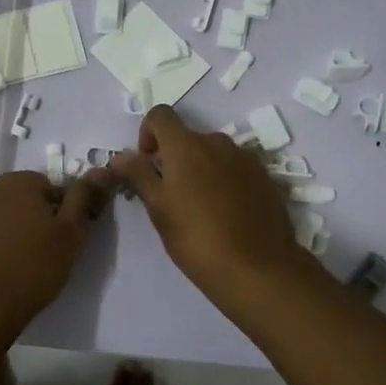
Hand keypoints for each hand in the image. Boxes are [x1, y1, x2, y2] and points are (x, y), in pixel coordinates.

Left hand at [0, 169, 109, 337]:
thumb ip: (84, 197)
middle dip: (33, 219)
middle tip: (45, 252)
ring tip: (20, 265)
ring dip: (10, 232)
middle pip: (20, 200)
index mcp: (18, 181)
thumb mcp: (71, 232)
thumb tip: (100, 170)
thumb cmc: (33, 265)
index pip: (49, 188)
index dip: (61, 212)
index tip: (64, 238)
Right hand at [109, 106, 313, 306]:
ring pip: (213, 153)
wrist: (258, 269)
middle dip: (175, 157)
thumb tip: (120, 156)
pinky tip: (227, 214)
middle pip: (188, 136)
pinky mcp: (265, 177)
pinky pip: (236, 168)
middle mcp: (218, 142)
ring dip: (201, 169)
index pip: (160, 115)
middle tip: (171, 195)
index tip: (148, 164)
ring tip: (201, 208)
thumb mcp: (159, 209)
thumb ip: (138, 175)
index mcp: (187, 145)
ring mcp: (245, 158)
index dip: (148, 133)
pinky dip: (225, 180)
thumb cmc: (197, 239)